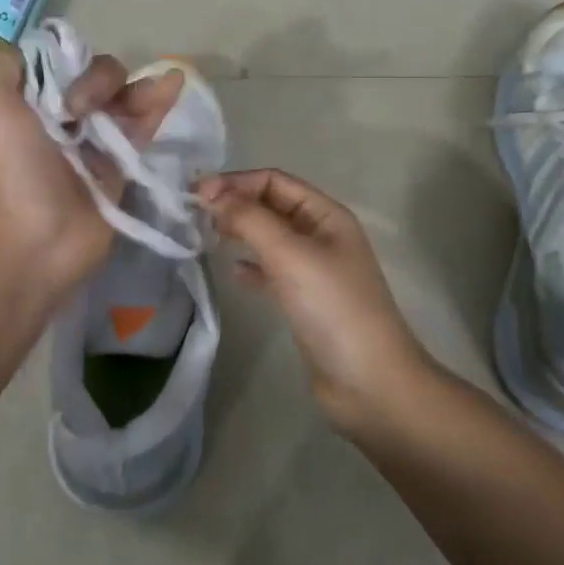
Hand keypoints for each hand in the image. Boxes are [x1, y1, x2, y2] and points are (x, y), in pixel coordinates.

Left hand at [0, 48, 184, 297]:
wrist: (36, 239)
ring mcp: (96, 139)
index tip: (67, 87)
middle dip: (102, 81)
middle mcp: (65, 115)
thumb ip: (6, 67)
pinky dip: (160, 103)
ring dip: (139, 87)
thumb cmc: (13, 170)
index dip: (72, 62)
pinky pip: (144, 125)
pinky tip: (175, 84)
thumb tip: (42, 50)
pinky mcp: (124, 162)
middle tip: (84, 111)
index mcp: (33, 101)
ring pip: (124, 97)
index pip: (64, 61)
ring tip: (159, 88)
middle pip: (98, 76)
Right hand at [196, 168, 432, 430]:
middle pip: (271, 205)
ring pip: (269, 237)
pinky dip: (250, 266)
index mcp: (326, 215)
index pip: (274, 181)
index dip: (236, 182)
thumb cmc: (333, 308)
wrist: (369, 382)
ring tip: (205, 237)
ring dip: (239, 231)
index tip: (197, 195)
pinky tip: (233, 273)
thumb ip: (250, 220)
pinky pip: (272, 270)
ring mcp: (314, 269)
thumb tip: (212, 194)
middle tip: (194, 215)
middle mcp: (321, 235)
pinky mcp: (305, 300)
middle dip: (235, 203)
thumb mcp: (290, 255)